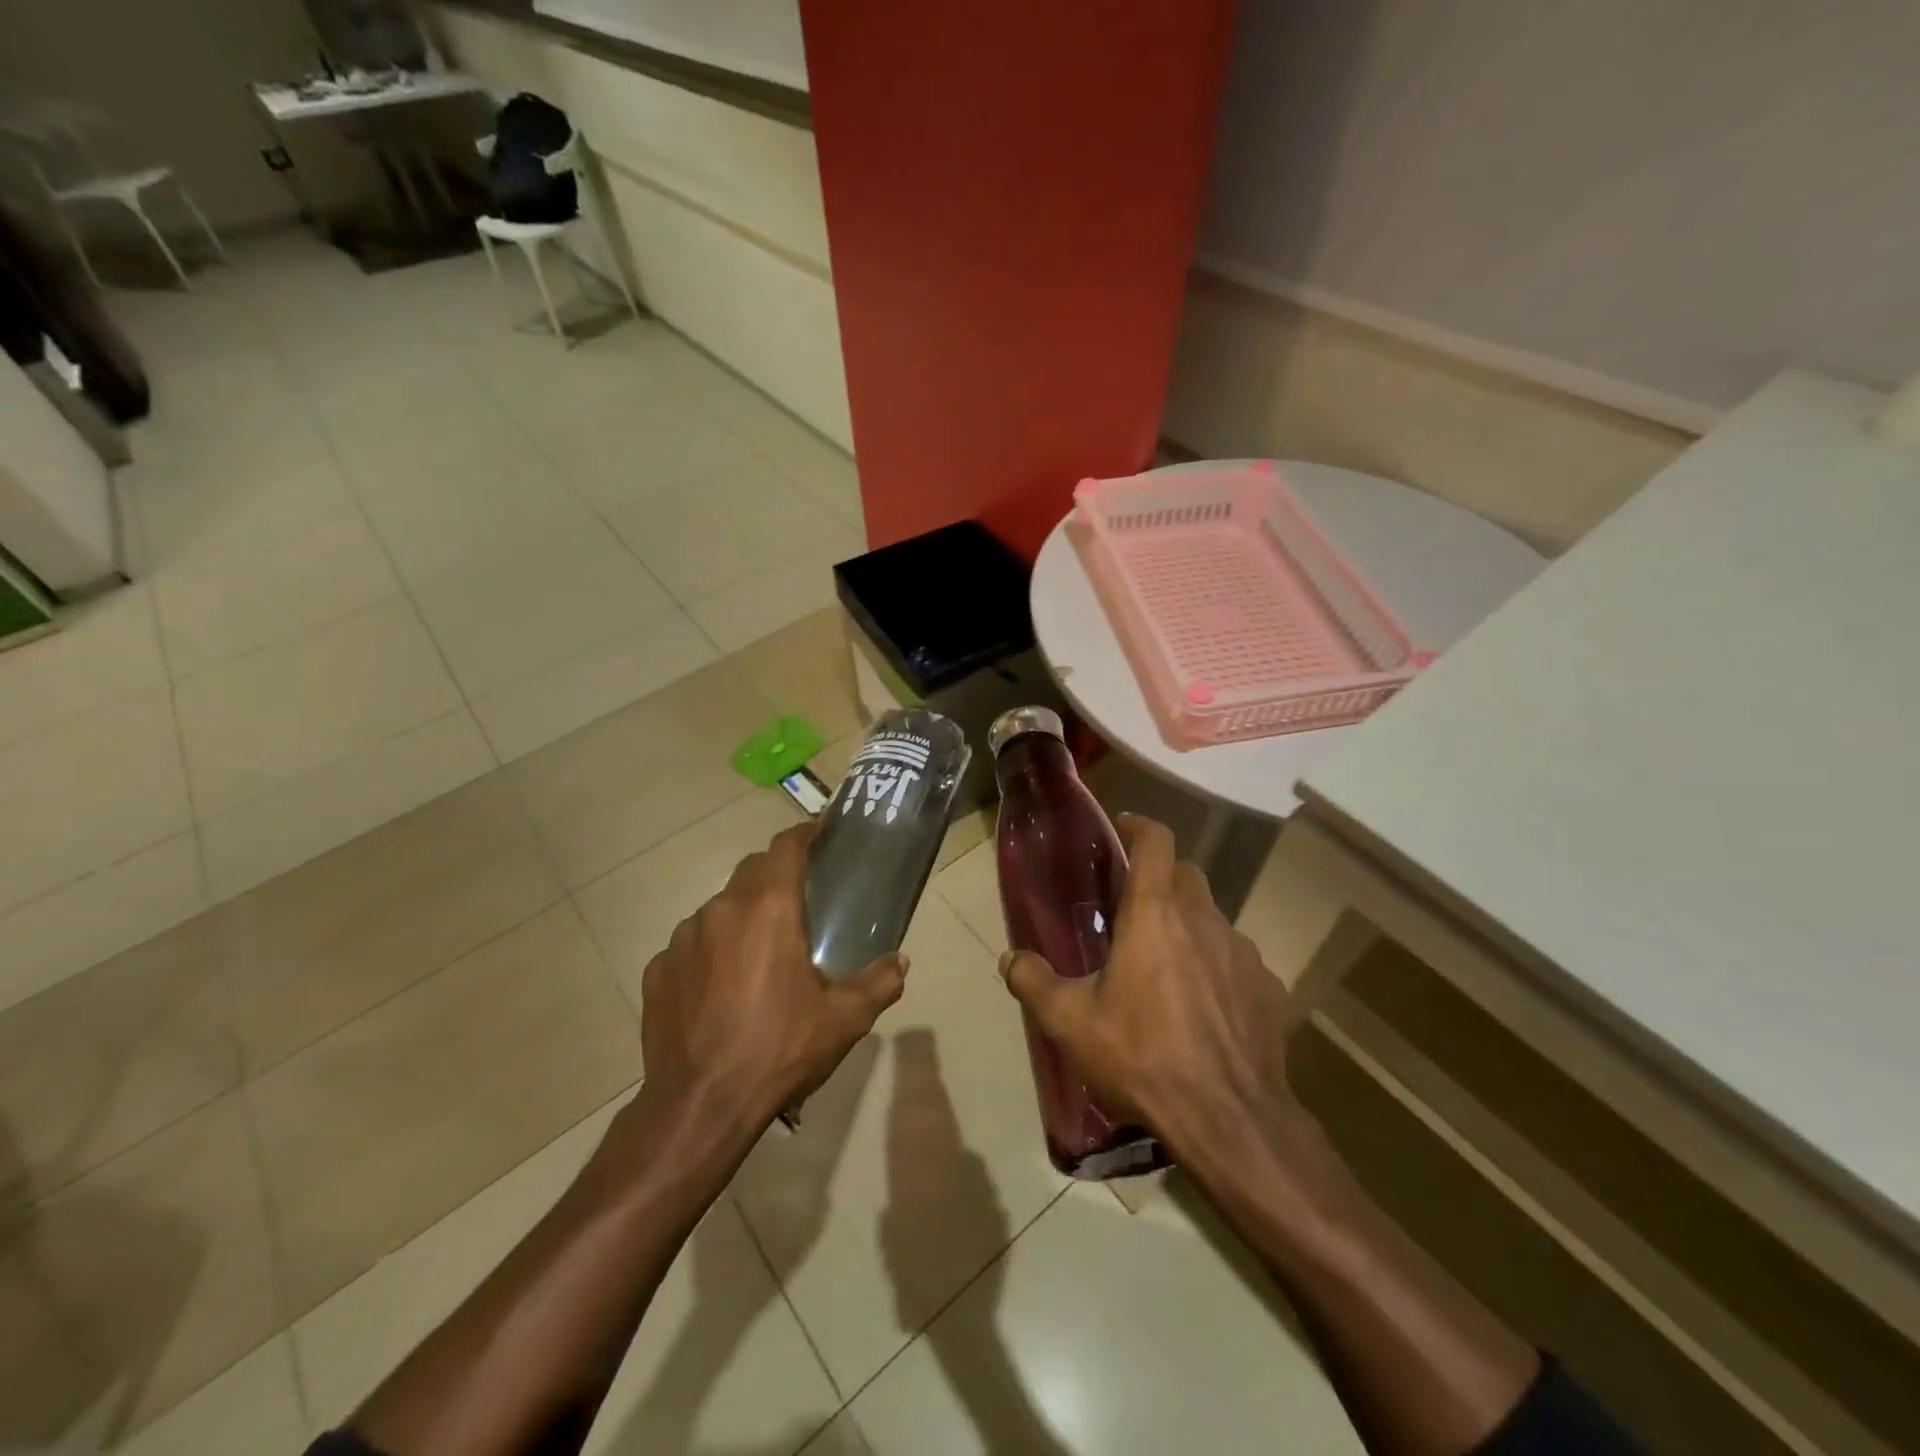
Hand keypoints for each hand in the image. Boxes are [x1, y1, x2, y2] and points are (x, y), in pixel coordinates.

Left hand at [640, 822, 908, 1130]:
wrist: (700, 1106)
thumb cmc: (779, 1049)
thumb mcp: (844, 1019)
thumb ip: (879, 982)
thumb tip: (900, 961)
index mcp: (768, 908)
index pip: (785, 847)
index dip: (804, 833)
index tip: (820, 833)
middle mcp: (721, 909)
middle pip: (752, 871)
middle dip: (777, 874)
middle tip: (801, 898)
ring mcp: (682, 938)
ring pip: (720, 909)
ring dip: (743, 917)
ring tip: (761, 951)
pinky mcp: (657, 969)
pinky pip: (691, 945)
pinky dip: (711, 951)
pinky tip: (722, 988)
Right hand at [999, 816, 1307, 1171]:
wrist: (1229, 1120)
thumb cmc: (1143, 1056)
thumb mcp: (1071, 1023)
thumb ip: (1033, 982)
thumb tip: (1009, 958)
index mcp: (1155, 913)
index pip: (1156, 840)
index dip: (1138, 826)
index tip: (1122, 830)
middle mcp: (1204, 919)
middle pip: (1185, 874)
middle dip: (1160, 878)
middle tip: (1133, 908)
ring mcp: (1243, 952)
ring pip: (1212, 917)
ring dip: (1188, 926)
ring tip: (1166, 966)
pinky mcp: (1269, 987)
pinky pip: (1237, 960)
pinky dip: (1217, 966)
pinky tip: (1203, 1007)